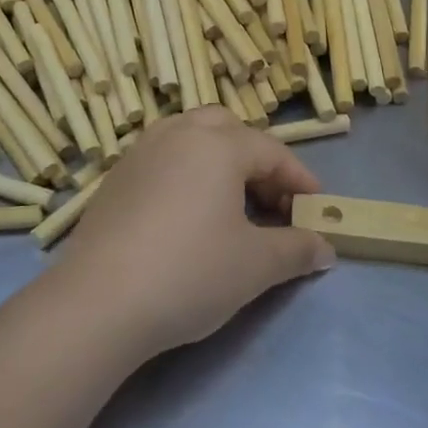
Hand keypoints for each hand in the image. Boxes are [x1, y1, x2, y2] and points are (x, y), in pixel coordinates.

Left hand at [53, 107, 334, 356]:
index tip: (316, 208)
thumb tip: (325, 248)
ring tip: (229, 202)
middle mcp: (178, 134)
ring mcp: (140, 152)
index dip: (299, 179)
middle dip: (255, 157)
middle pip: (227, 128)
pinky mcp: (115, 177)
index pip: (271, 151)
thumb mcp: (256, 265)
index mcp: (217, 145)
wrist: (101, 300)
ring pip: (189, 137)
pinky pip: (162, 158)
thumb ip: (297, 250)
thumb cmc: (191, 272)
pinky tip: (185, 213)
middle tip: (269, 199)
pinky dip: (185, 172)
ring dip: (217, 160)